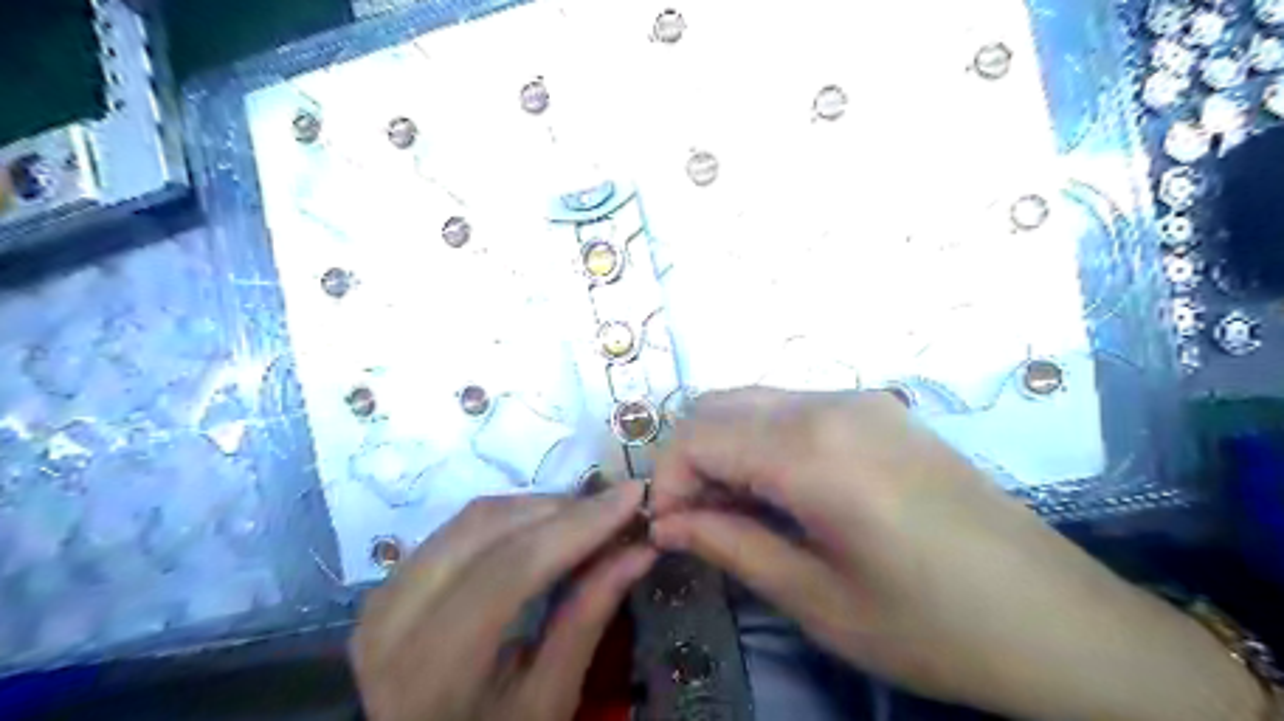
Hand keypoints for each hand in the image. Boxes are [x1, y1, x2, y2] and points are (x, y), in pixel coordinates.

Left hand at [350, 486, 652, 720]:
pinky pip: (460, 527)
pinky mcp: (390, 579)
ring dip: (538, 508)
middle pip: (489, 528)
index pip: (512, 568)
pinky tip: (547, 527)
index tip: (632, 494)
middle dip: (562, 508)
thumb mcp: (548, 701)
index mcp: (432, 669)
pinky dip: (512, 518)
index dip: (578, 524)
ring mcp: (383, 593)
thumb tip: (640, 549)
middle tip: (616, 508)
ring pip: (474, 517)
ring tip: (588, 518)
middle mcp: (394, 618)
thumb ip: (588, 617)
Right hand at [654, 389, 1260, 719]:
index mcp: (812, 450)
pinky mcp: (880, 411)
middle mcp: (830, 404)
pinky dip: (762, 440)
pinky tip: (779, 492)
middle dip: (690, 458)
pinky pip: (793, 409)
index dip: (668, 480)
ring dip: (724, 448)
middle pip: (719, 405)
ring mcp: (860, 400)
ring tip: (735, 511)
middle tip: (697, 521)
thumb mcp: (817, 599)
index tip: (668, 529)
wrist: (1060, 620)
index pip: (698, 435)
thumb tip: (666, 523)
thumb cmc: (934, 626)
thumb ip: (729, 546)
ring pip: (754, 401)